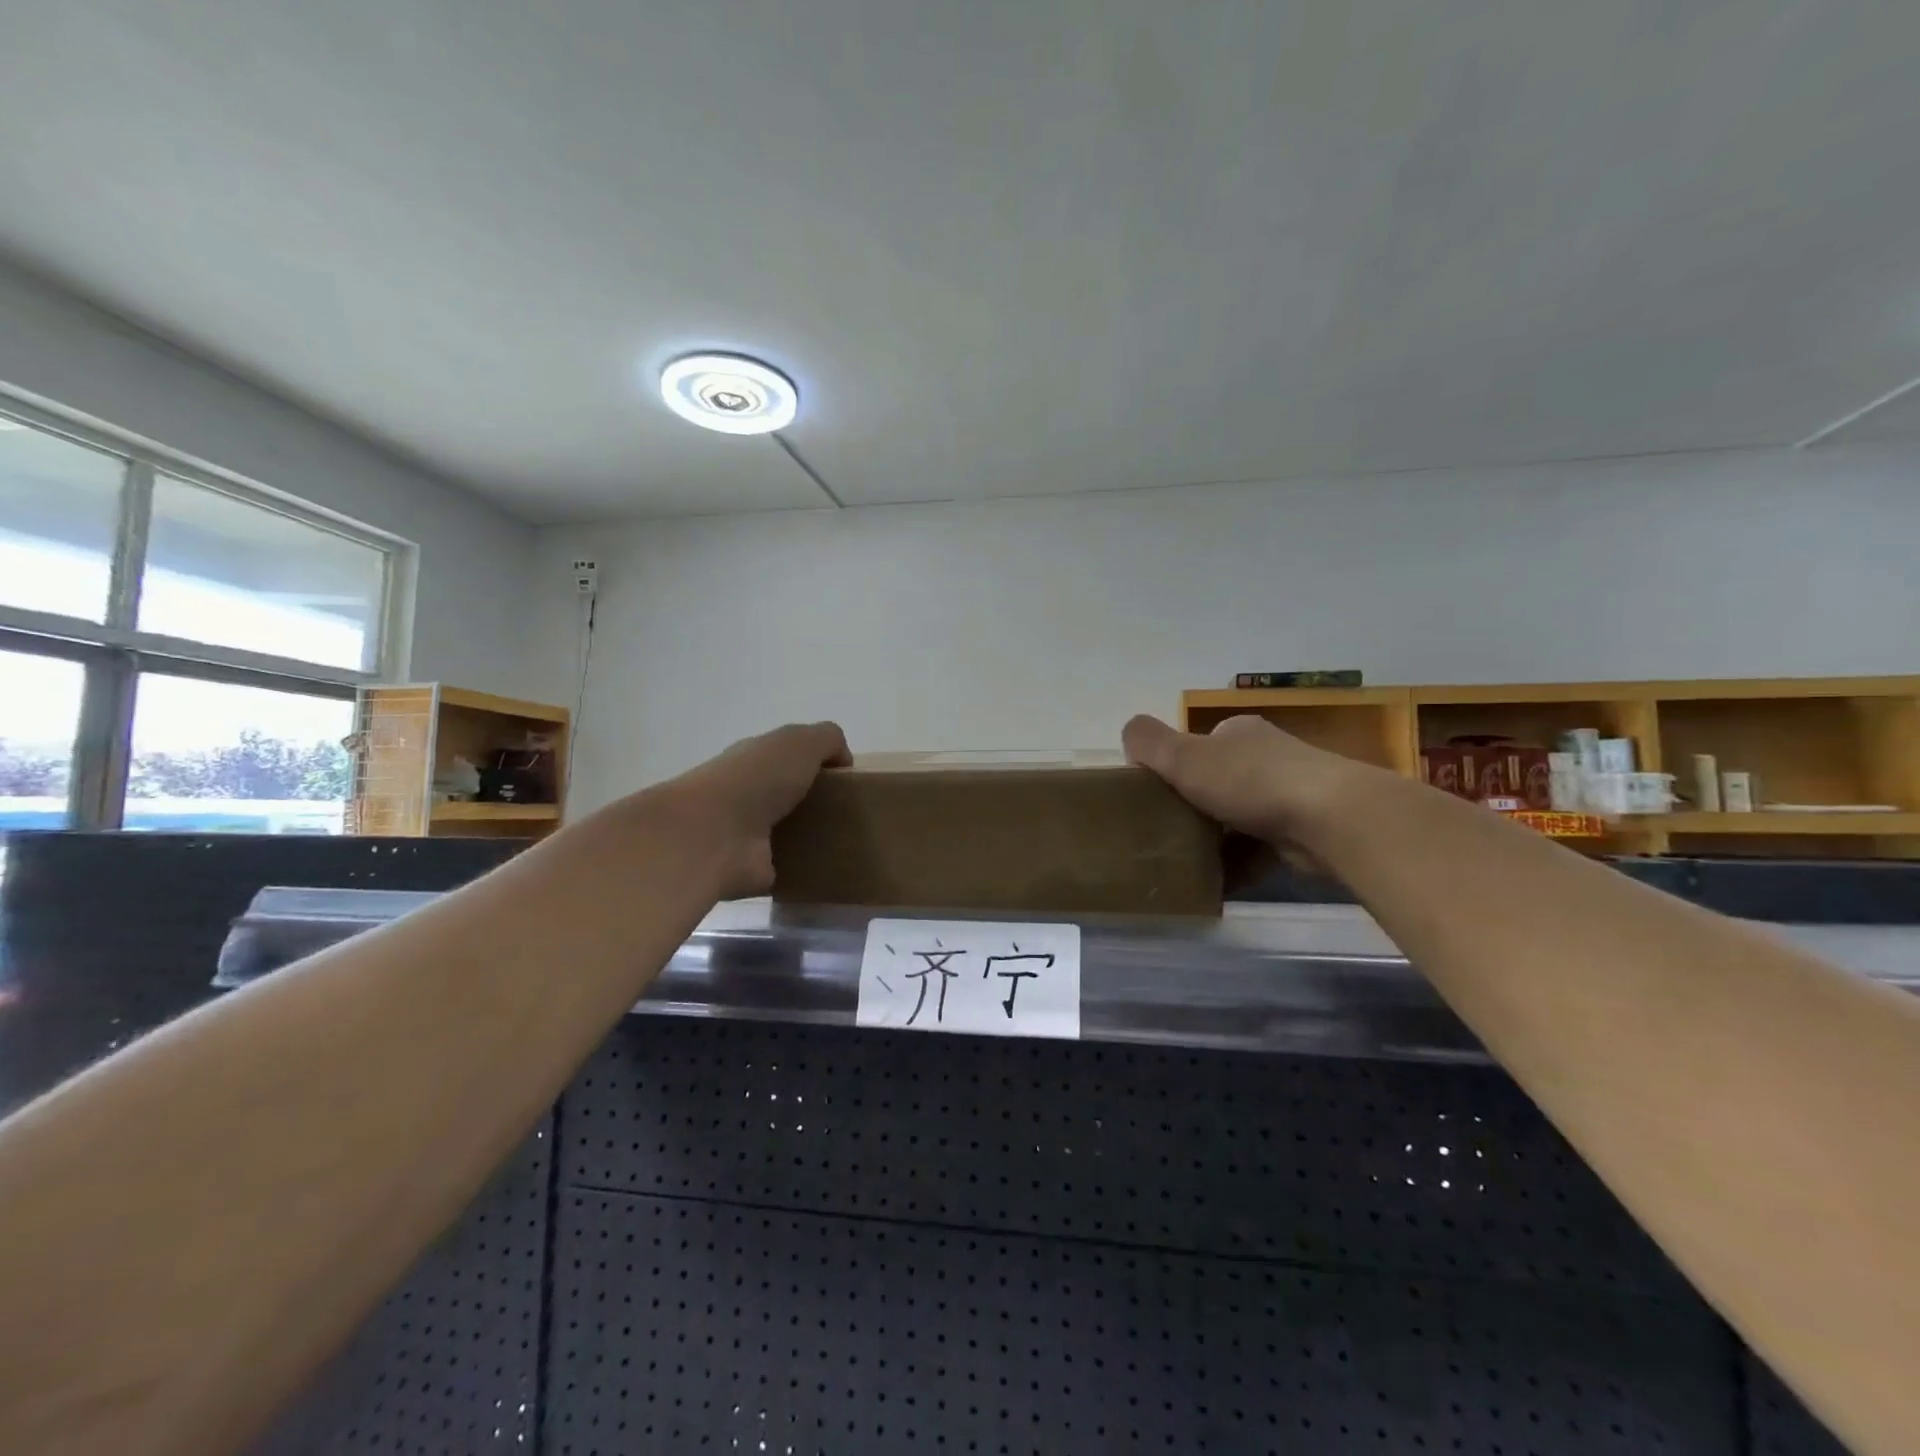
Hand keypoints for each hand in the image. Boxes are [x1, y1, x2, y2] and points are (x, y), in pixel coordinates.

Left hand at [655, 721, 850, 897]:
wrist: (713, 836)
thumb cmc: (756, 779)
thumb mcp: (800, 742)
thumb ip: (827, 740)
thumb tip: (843, 760)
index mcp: (754, 760)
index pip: (785, 757)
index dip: (814, 763)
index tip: (845, 778)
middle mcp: (746, 794)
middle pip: (787, 794)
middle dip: (815, 801)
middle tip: (851, 811)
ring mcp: (747, 834)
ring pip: (787, 831)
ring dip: (810, 836)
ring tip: (847, 841)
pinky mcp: (753, 870)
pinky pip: (786, 867)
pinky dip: (803, 869)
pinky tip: (829, 869)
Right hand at [1122, 713, 1373, 845]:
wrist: (1330, 818)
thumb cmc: (1249, 780)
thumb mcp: (1184, 756)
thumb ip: (1150, 742)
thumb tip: (1129, 733)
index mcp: (1240, 733)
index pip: (1202, 744)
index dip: (1178, 765)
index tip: (1157, 793)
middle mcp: (1268, 757)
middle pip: (1221, 782)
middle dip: (1196, 805)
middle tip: (1167, 831)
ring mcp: (1292, 795)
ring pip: (1241, 818)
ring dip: (1218, 840)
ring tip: (1185, 862)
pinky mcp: (1306, 832)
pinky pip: (1261, 850)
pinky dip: (1240, 866)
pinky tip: (1217, 885)